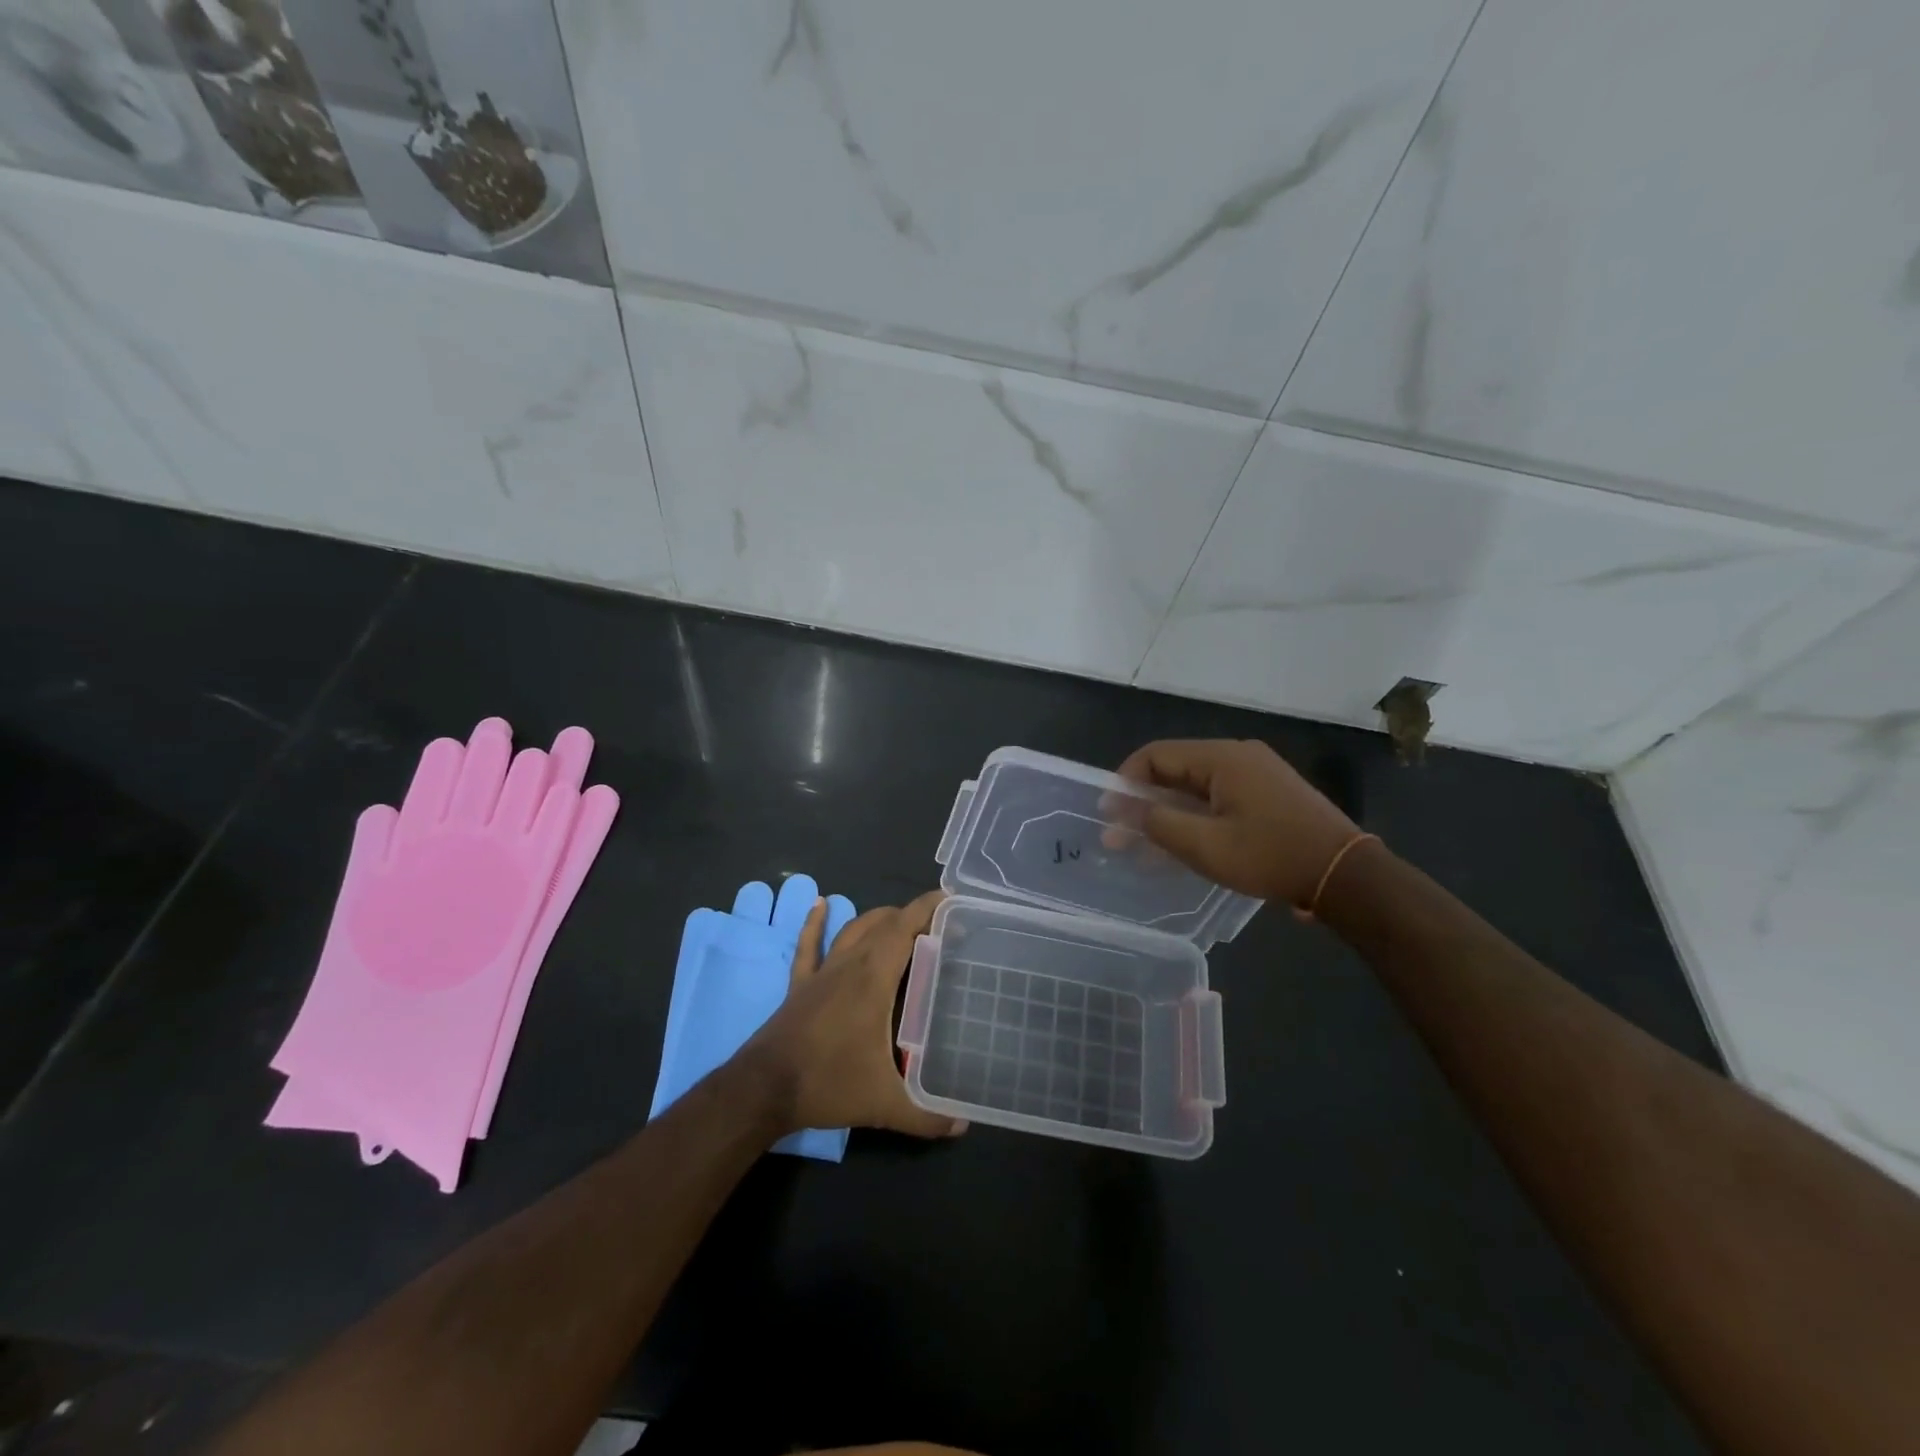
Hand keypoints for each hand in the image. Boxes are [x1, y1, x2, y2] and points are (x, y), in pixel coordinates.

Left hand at [746, 890, 965, 1139]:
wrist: (764, 1089)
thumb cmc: (828, 1084)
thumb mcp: (884, 1104)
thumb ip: (926, 1116)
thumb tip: (962, 1125)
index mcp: (874, 978)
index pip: (905, 927)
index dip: (928, 908)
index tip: (952, 901)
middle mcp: (850, 964)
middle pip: (883, 923)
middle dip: (912, 917)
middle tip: (939, 927)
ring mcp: (822, 972)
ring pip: (853, 929)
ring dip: (878, 919)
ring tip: (900, 920)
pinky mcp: (800, 984)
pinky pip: (809, 946)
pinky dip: (815, 923)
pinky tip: (820, 904)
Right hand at [1114, 739, 1361, 907]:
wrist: (1345, 875)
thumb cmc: (1272, 856)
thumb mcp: (1207, 846)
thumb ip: (1160, 824)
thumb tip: (1127, 811)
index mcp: (1222, 758)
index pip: (1156, 755)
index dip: (1125, 782)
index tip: (1108, 813)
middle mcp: (1237, 755)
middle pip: (1175, 770)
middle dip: (1143, 802)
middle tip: (1119, 836)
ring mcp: (1256, 773)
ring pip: (1195, 787)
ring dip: (1167, 813)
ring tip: (1142, 848)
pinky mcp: (1268, 793)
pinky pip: (1217, 797)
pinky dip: (1193, 816)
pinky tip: (1180, 845)